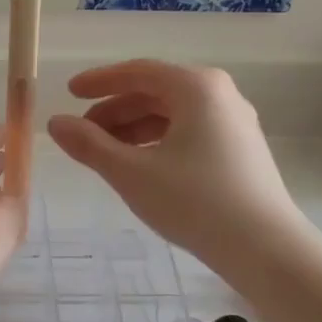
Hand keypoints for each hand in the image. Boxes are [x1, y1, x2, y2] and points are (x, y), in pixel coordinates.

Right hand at [47, 61, 302, 262]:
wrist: (266, 249)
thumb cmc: (195, 202)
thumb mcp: (131, 172)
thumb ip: (89, 144)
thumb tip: (55, 123)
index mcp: (196, 88)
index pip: (137, 72)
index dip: (99, 81)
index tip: (69, 92)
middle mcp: (220, 94)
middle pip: (155, 91)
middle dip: (114, 110)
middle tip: (82, 132)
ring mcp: (235, 121)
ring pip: (172, 113)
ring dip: (134, 128)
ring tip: (105, 153)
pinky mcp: (241, 148)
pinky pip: (189, 130)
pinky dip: (158, 141)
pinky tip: (140, 165)